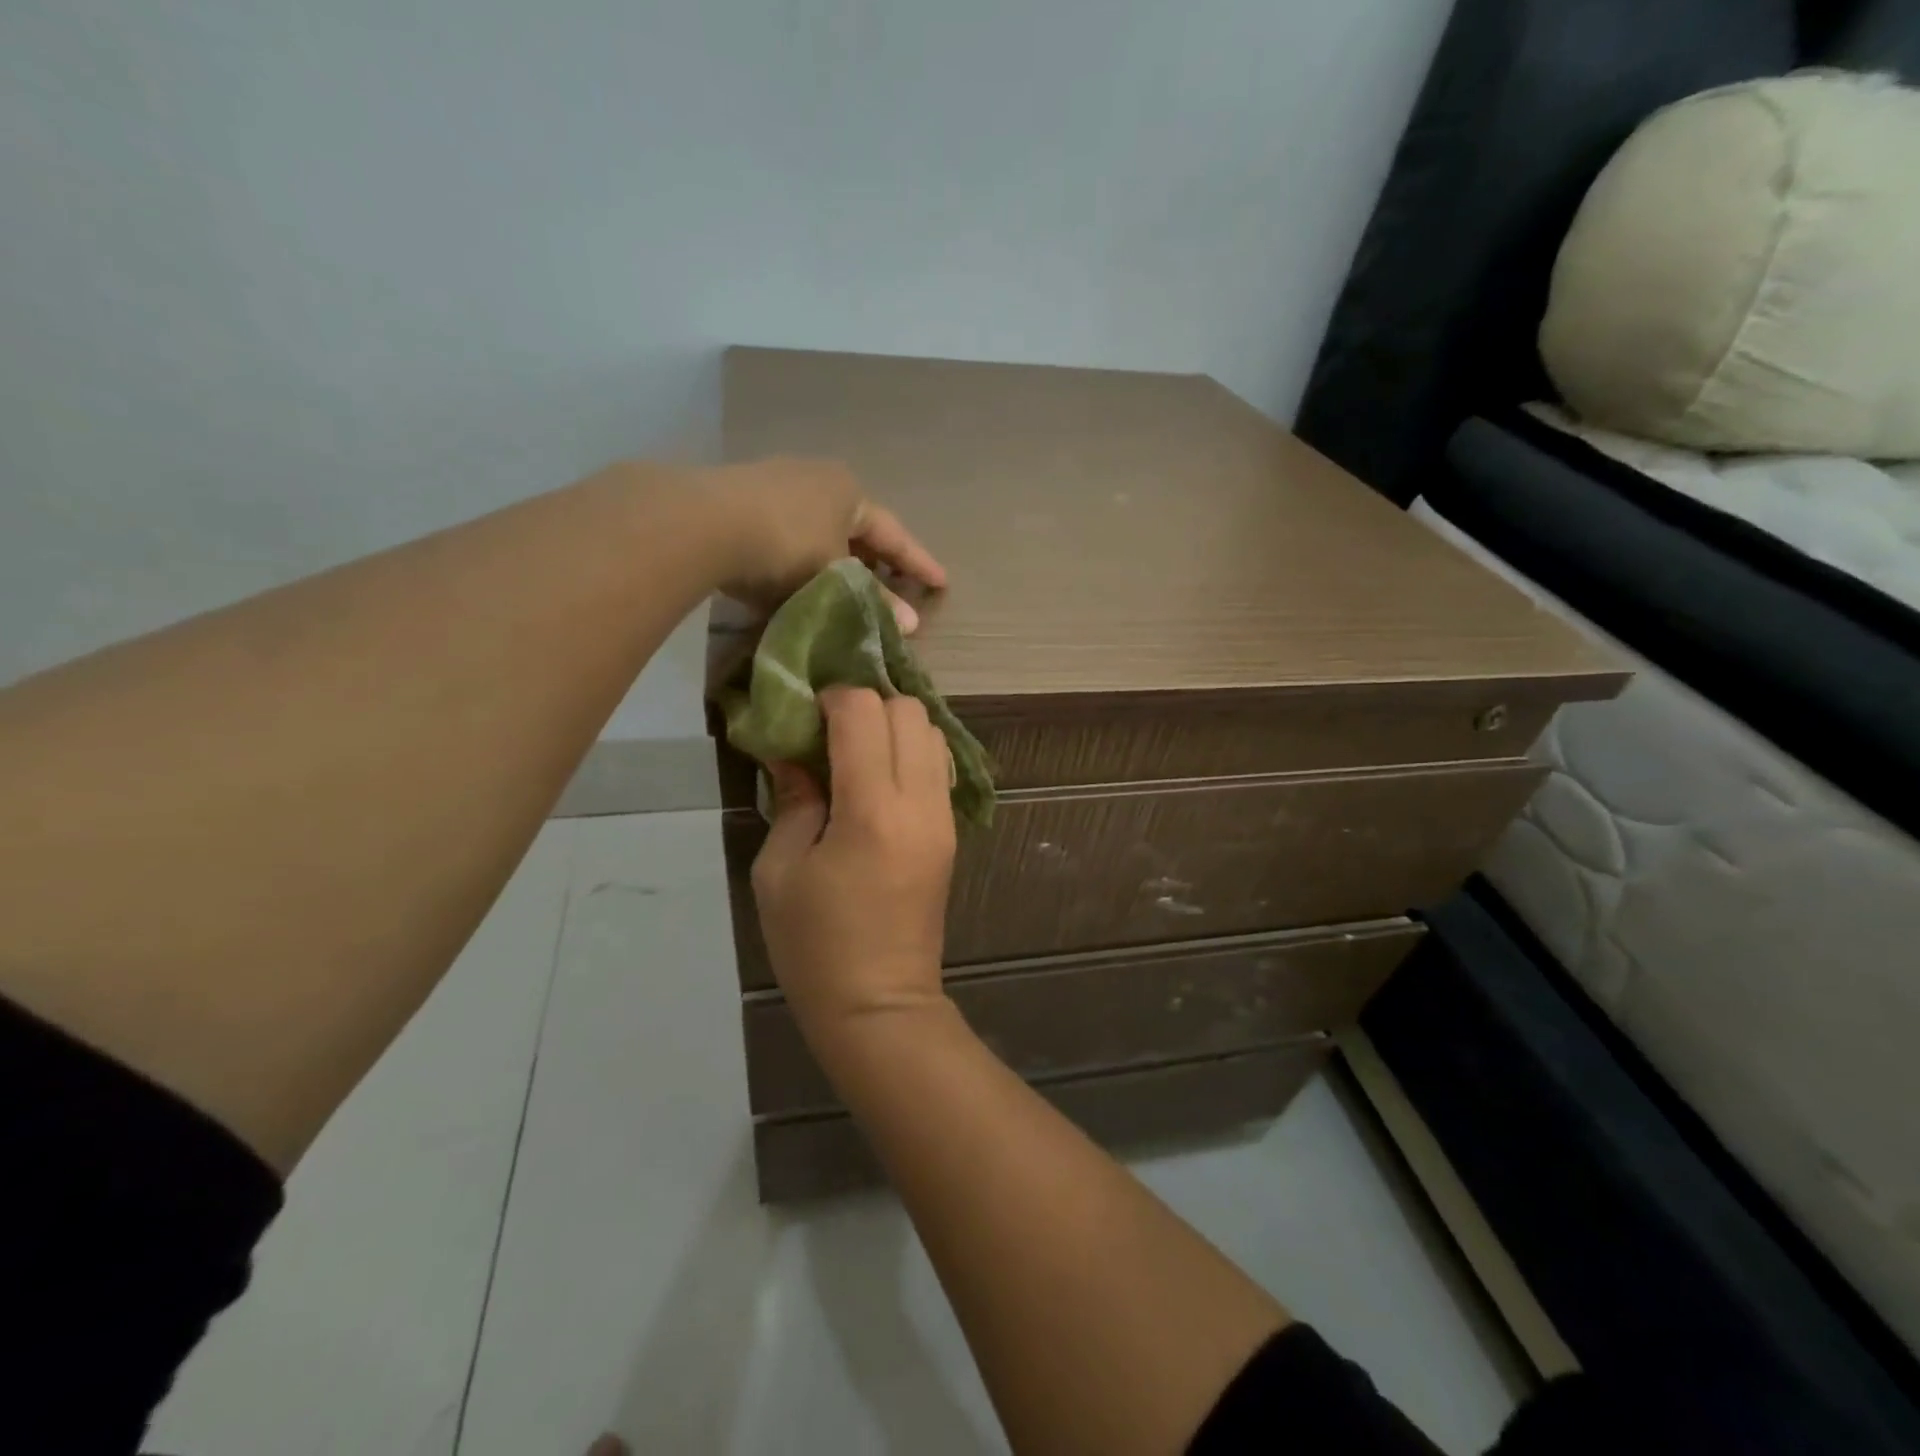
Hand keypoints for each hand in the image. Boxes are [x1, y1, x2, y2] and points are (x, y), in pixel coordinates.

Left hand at [704, 458, 945, 631]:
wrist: (703, 524)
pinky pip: (787, 533)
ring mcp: (776, 483)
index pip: (893, 534)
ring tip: (846, 590)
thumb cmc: (786, 546)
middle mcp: (817, 478)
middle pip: (856, 527)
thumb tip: (911, 625)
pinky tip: (798, 580)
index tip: (941, 583)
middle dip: (874, 560)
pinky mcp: (740, 499)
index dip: (918, 562)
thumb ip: (873, 601)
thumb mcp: (835, 579)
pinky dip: (802, 558)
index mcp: (849, 491)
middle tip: (891, 588)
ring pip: (820, 529)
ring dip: (836, 560)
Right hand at [751, 688, 956, 1039]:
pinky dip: (910, 753)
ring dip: (893, 727)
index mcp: (873, 810)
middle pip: (908, 710)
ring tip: (854, 754)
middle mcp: (920, 802)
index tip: (805, 717)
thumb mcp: (780, 871)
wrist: (880, 1006)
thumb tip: (793, 754)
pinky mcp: (951, 832)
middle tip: (829, 733)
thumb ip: (793, 800)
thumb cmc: (816, 945)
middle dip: (866, 706)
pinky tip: (877, 780)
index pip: (865, 712)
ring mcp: (943, 817)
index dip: (831, 699)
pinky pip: (938, 766)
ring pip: (932, 732)